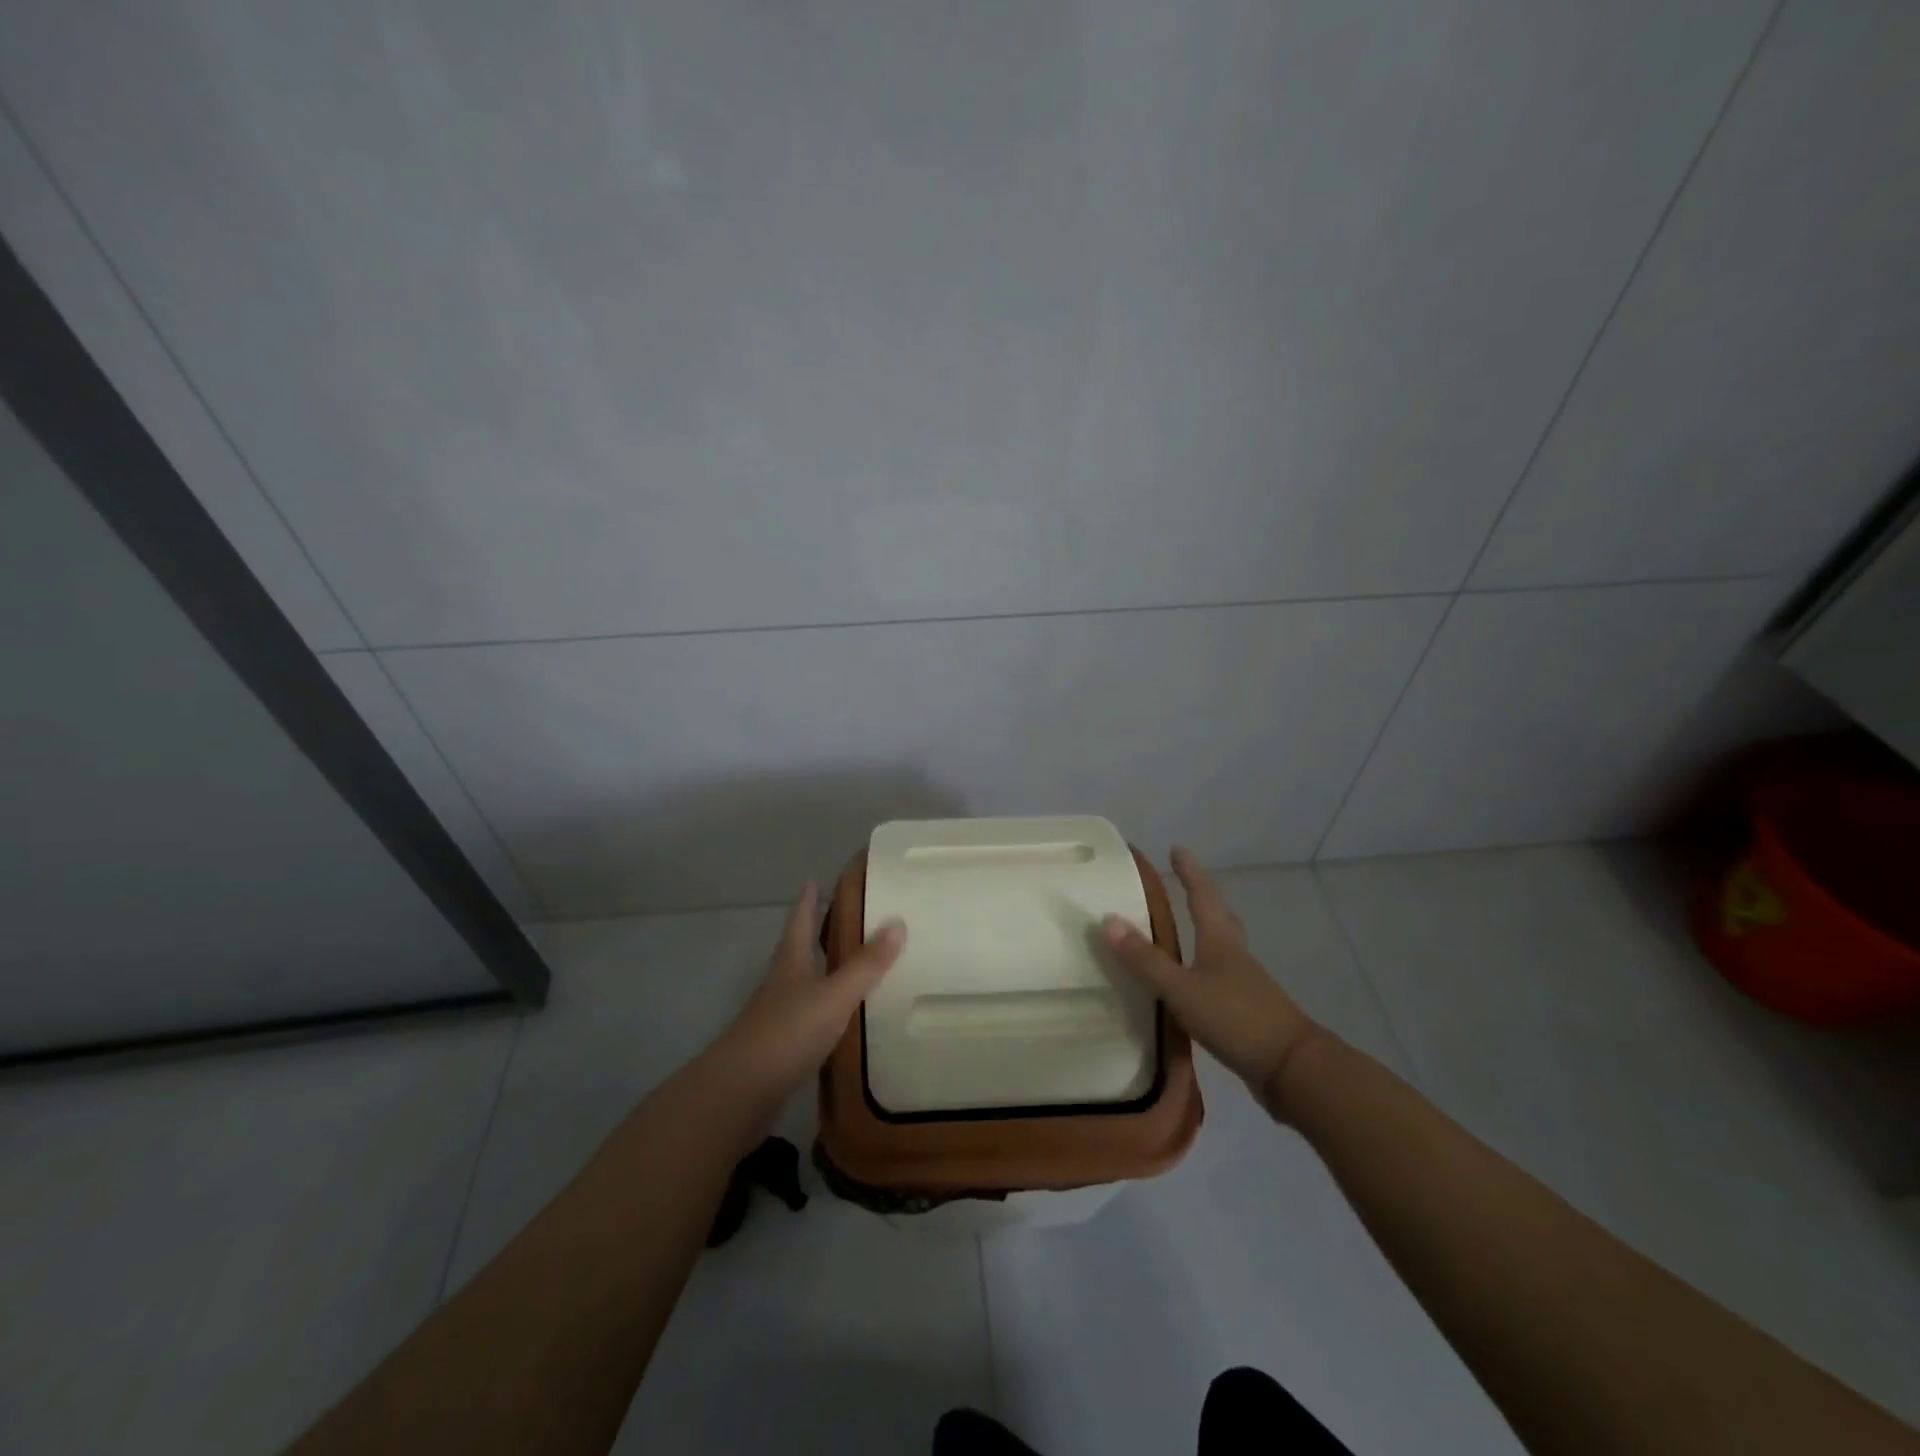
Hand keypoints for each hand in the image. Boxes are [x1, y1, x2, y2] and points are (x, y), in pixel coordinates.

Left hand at [713, 883, 905, 1105]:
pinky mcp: (777, 1048)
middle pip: (796, 950)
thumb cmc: (788, 1032)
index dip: (807, 901)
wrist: (740, 1092)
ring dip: (818, 970)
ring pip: (800, 984)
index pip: (800, 922)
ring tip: (843, 964)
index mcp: (791, 963)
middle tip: (835, 916)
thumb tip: (898, 922)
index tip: (812, 880)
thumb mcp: (835, 994)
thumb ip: (866, 963)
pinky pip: (804, 1017)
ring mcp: (775, 1017)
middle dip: (812, 932)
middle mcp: (780, 984)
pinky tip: (836, 1018)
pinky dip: (821, 1009)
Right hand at [1102, 847, 1321, 1117]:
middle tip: (1181, 880)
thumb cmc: (1235, 1018)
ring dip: (1203, 928)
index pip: (1202, 894)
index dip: (1189, 871)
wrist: (1292, 1068)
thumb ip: (1146, 959)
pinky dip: (1202, 964)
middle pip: (1218, 913)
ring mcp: (1243, 981)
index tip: (1176, 849)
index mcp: (1219, 940)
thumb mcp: (1181, 988)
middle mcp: (1234, 953)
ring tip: (1181, 925)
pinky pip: (1219, 972)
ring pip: (1220, 943)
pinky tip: (1190, 978)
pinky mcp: (1246, 1008)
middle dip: (1199, 894)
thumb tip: (1108, 919)